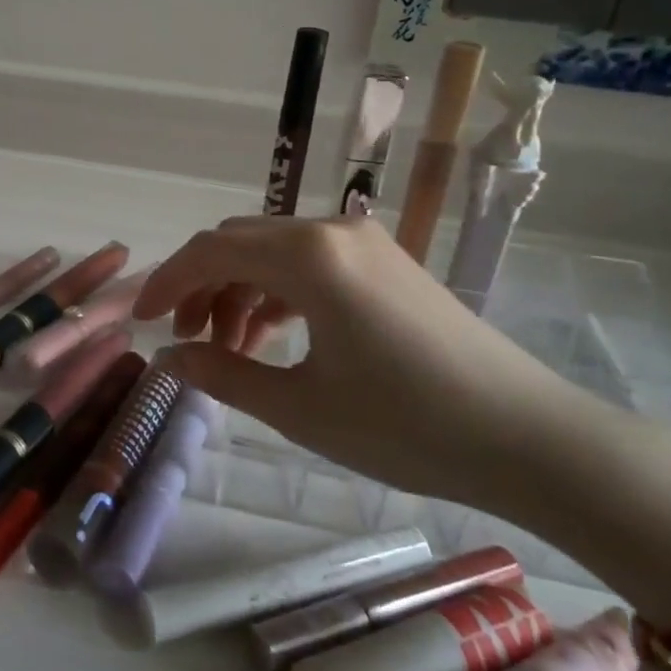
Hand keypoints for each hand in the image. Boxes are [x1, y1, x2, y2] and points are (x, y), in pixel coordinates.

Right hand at [133, 215, 596, 511]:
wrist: (529, 438)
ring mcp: (364, 243)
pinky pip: (310, 263)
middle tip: (188, 343)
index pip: (211, 251)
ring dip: (239, 292)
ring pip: (273, 252)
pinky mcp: (386, 263)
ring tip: (230, 351)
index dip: (167, 283)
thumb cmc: (406, 425)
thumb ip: (223, 376)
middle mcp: (332, 232)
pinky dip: (277, 293)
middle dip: (201, 288)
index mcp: (308, 257)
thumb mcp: (300, 408)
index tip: (140, 322)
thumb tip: (167, 360)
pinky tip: (274, 336)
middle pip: (239, 243)